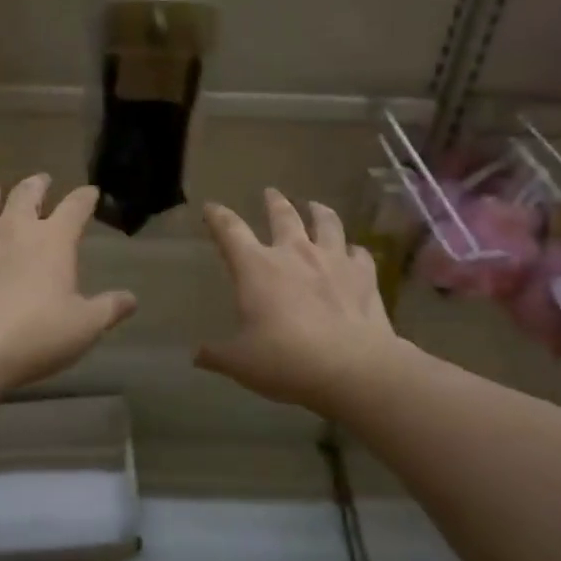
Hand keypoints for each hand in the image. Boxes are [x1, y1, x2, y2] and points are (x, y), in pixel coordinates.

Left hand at [0, 176, 137, 396]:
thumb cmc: (36, 334)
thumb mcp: (84, 326)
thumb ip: (109, 309)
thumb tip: (131, 299)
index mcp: (54, 239)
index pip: (75, 207)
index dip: (85, 198)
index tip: (91, 192)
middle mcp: (15, 228)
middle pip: (26, 193)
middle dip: (37, 184)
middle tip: (42, 180)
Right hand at [197, 190, 398, 413]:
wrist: (352, 368)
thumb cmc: (285, 360)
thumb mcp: (240, 362)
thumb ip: (217, 355)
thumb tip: (197, 355)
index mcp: (256, 268)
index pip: (230, 231)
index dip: (218, 217)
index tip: (211, 207)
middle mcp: (294, 254)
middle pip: (283, 215)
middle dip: (274, 202)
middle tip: (271, 192)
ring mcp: (333, 261)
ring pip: (326, 223)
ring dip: (319, 211)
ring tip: (316, 206)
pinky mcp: (364, 276)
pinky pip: (359, 254)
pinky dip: (354, 250)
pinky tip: (354, 252)